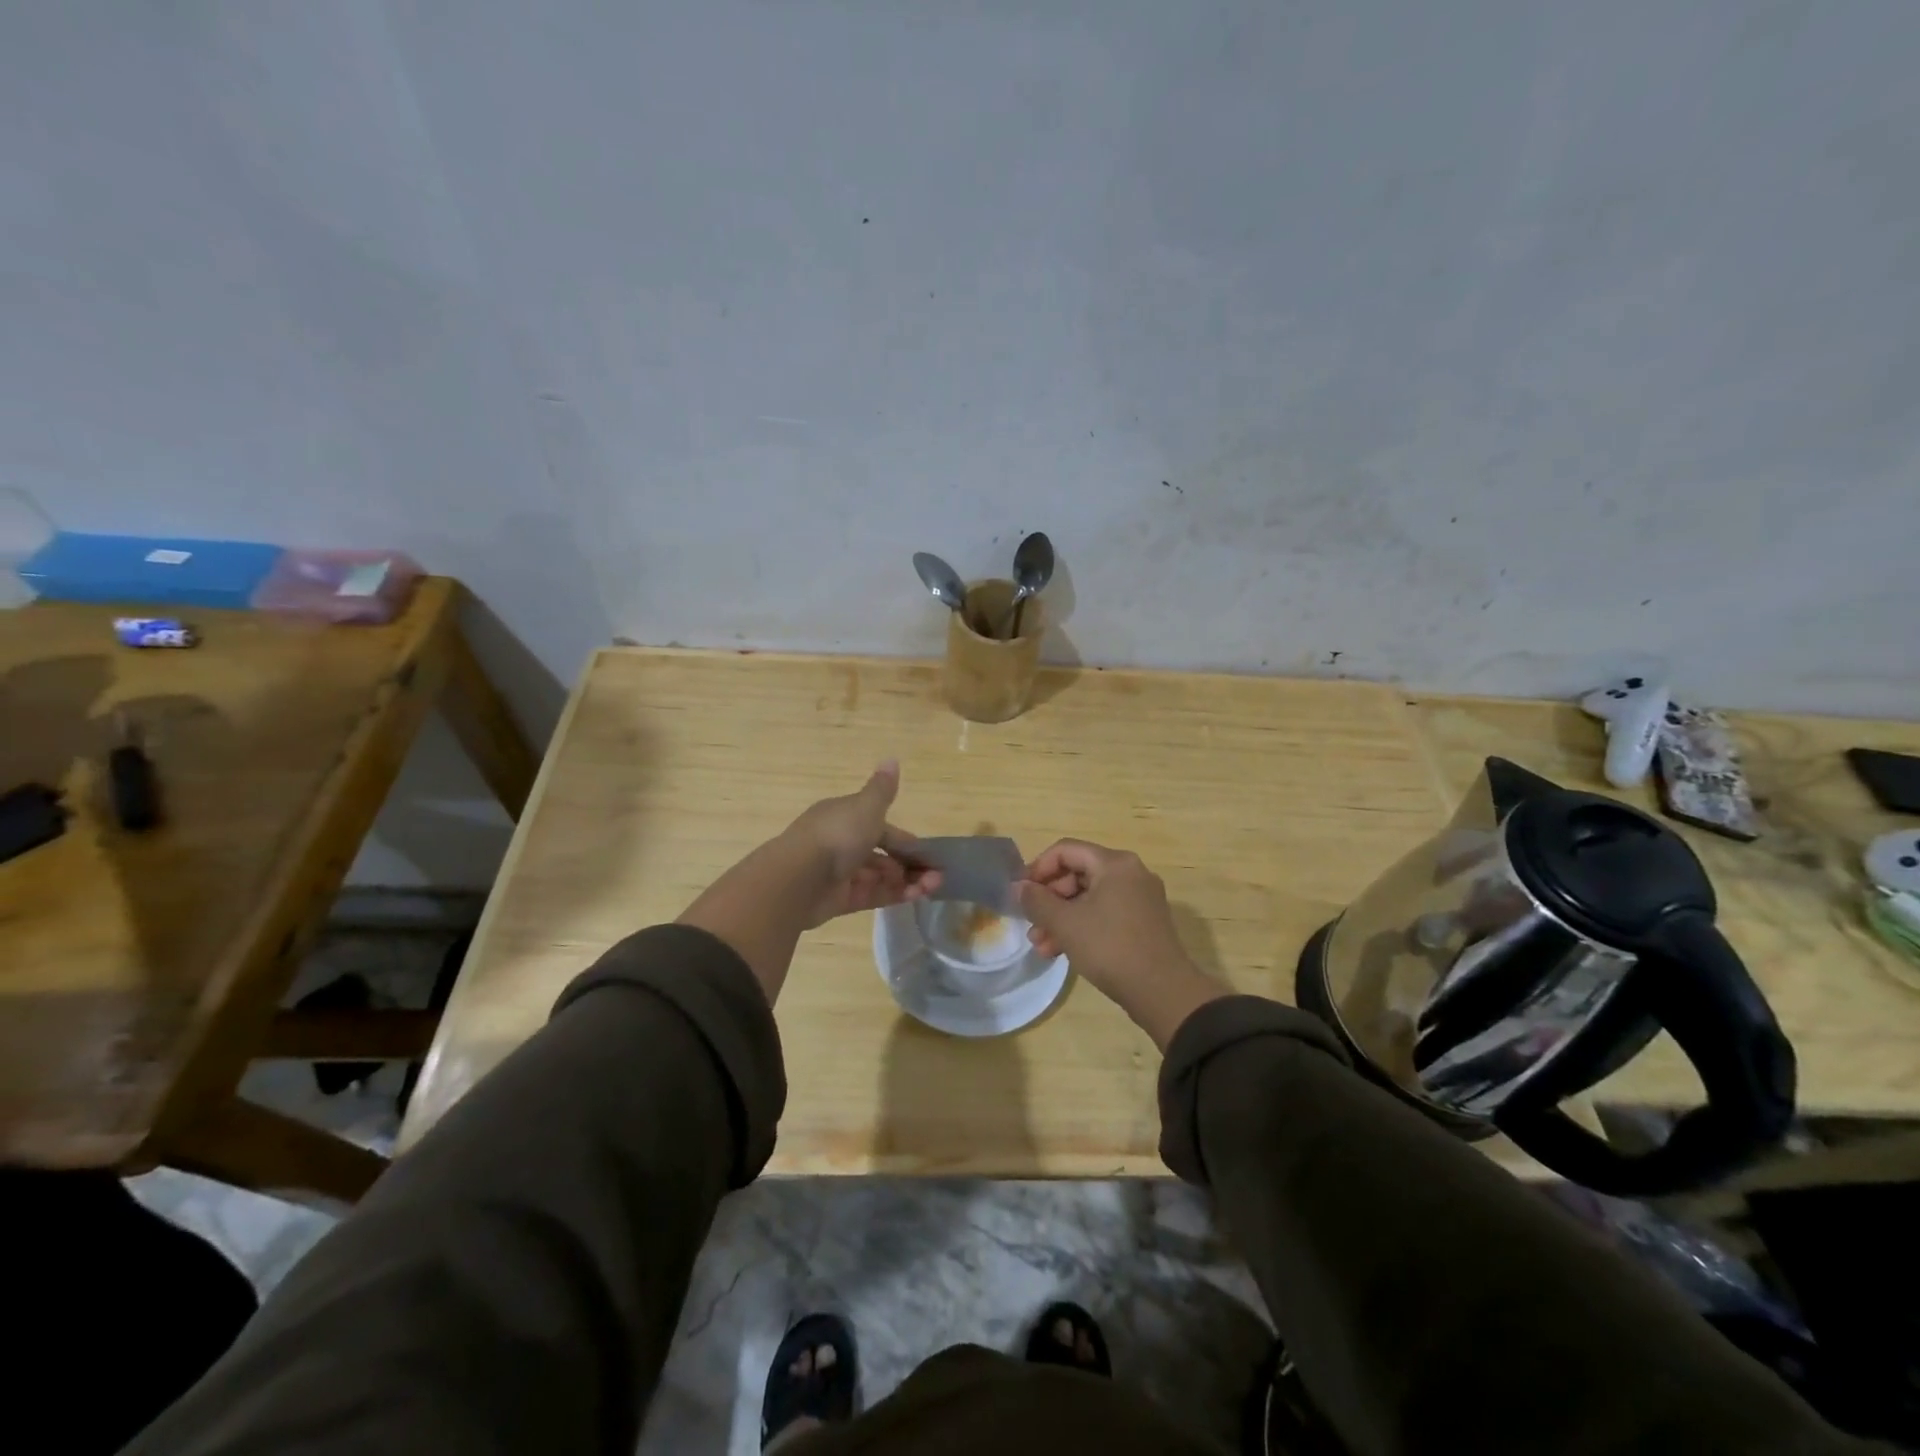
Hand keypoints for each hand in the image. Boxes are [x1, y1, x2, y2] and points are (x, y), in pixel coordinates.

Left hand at [783, 761, 940, 927]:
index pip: (880, 827)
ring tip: (932, 887)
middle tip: (936, 875)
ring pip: (879, 876)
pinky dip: (895, 895)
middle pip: (881, 854)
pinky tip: (917, 897)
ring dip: (907, 881)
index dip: (904, 839)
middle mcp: (841, 843)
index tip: (927, 852)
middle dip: (909, 863)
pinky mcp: (839, 900)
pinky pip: (872, 896)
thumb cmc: (837, 835)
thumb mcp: (866, 807)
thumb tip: (892, 759)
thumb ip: (882, 789)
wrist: (798, 878)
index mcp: (844, 817)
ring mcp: (840, 874)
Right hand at [1017, 839, 1228, 1048]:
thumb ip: (1037, 901)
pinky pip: (1104, 913)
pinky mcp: (1143, 922)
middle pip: (1078, 873)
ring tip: (1040, 945)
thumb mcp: (1065, 924)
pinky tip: (1061, 951)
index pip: (1066, 850)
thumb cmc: (1110, 947)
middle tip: (1030, 923)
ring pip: (1089, 897)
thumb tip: (1019, 887)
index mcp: (1115, 863)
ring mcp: (1140, 898)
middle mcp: (1130, 873)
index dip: (1038, 868)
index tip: (1021, 892)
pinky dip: (1082, 926)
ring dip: (1061, 917)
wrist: (1162, 992)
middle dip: (1049, 899)